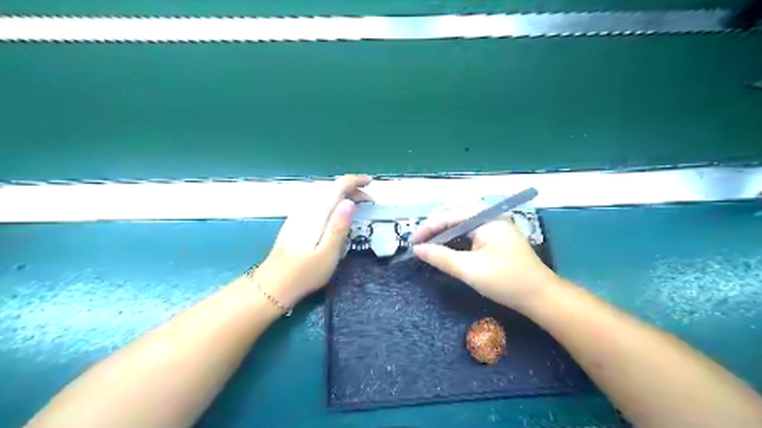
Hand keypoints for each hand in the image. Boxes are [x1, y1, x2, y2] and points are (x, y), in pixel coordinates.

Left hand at [252, 176, 372, 308]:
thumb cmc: (305, 272)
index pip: (338, 186)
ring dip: (343, 195)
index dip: (355, 181)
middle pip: (331, 188)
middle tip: (369, 203)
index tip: (370, 183)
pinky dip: (333, 202)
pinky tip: (337, 215)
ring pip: (324, 195)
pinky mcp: (295, 222)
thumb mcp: (328, 253)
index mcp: (317, 213)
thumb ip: (339, 226)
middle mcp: (307, 208)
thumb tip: (350, 202)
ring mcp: (299, 214)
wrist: (274, 284)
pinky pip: (318, 202)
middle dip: (352, 190)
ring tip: (357, 206)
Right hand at [411, 205, 558, 308]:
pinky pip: (470, 231)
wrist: (541, 296)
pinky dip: (456, 237)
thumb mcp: (469, 270)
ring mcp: (495, 226)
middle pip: (455, 213)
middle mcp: (490, 216)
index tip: (412, 243)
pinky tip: (447, 247)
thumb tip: (417, 249)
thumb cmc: (505, 281)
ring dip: (444, 231)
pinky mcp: (496, 237)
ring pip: (462, 222)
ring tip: (429, 243)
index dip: (428, 228)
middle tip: (420, 242)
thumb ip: (441, 257)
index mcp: (486, 218)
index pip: (449, 215)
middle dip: (435, 226)